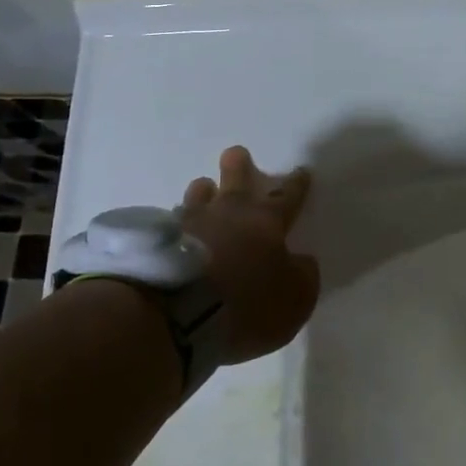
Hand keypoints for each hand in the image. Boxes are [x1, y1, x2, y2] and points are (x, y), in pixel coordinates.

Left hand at [180, 146, 318, 363]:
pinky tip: (177, 231)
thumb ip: (303, 276)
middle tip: (236, 153)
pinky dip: (179, 224)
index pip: (287, 197)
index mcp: (265, 222)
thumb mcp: (295, 299)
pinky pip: (174, 222)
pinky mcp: (162, 238)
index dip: (296, 185)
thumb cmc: (247, 304)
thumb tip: (302, 260)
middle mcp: (229, 212)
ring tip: (203, 189)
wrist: (181, 312)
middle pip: (235, 178)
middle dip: (239, 164)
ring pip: (199, 194)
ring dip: (204, 192)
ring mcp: (192, 221)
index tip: (300, 171)